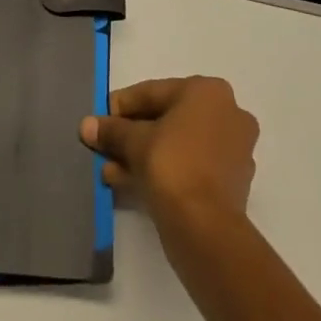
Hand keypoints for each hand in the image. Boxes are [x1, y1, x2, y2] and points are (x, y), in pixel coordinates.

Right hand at [80, 76, 258, 232]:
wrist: (206, 228)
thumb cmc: (172, 165)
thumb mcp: (134, 141)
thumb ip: (111, 130)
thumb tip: (86, 125)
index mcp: (208, 91)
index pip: (154, 92)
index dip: (121, 106)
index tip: (99, 120)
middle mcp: (227, 112)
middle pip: (167, 118)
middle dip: (132, 134)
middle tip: (105, 147)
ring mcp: (234, 148)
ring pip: (178, 144)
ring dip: (143, 154)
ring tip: (111, 171)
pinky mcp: (232, 181)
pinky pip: (190, 165)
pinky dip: (163, 170)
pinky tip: (130, 183)